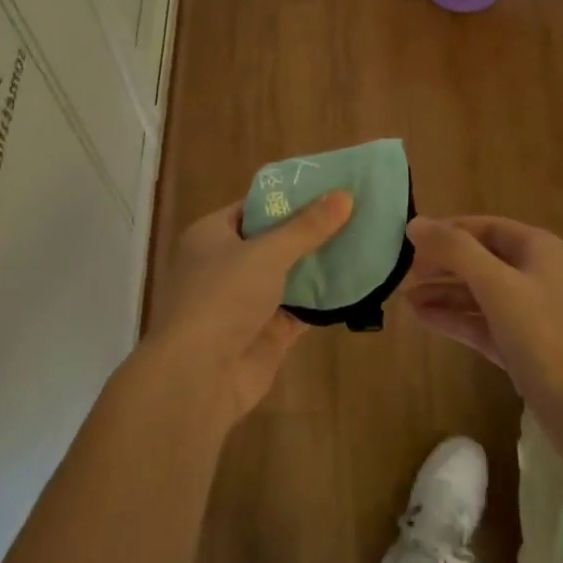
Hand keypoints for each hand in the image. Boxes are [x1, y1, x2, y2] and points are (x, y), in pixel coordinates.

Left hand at [143, 193, 353, 427]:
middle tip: (356, 212)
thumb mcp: (267, 252)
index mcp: (212, 235)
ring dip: (320, 264)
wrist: (199, 376)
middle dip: (311, 230)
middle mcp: (226, 264)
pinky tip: (356, 284)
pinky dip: (323, 300)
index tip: (330, 187)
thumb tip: (345, 195)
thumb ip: (307, 227)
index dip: (290, 196)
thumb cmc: (223, 297)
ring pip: (289, 275)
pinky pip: (299, 309)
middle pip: (274, 240)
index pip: (255, 206)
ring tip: (364, 241)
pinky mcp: (265, 333)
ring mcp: (245, 301)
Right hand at [404, 216, 562, 456]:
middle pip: (480, 259)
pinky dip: (455, 319)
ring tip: (403, 297)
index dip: (446, 231)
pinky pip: (483, 324)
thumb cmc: (548, 338)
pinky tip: (424, 318)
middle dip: (442, 264)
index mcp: (538, 249)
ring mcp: (532, 315)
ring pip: (479, 294)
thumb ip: (455, 251)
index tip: (406, 241)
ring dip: (444, 293)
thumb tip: (415, 223)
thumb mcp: (498, 286)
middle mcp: (537, 275)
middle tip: (401, 273)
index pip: (483, 227)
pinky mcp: (525, 349)